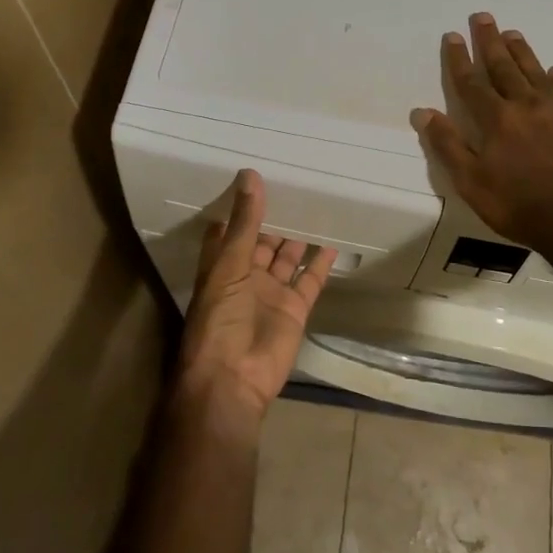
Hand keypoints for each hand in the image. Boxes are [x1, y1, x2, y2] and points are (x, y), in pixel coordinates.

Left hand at [178, 170, 337, 426]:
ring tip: (316, 208)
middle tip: (295, 188)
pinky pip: (310, 280)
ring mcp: (271, 293)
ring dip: (298, 238)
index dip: (239, 209)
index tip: (254, 179)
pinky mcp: (295, 309)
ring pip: (287, 259)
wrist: (234, 378)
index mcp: (222, 266)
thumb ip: (245, 222)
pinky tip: (332, 242)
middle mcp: (246, 277)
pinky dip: (321, 264)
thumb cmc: (220, 318)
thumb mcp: (230, 265)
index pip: (229, 231)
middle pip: (262, 242)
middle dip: (275, 220)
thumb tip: (250, 175)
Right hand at [409, 13, 552, 247]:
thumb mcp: (471, 182)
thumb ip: (448, 145)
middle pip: (504, 67)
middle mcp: (526, 106)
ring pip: (535, 72)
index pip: (472, 82)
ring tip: (512, 33)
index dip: (460, 59)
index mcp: (496, 120)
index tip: (452, 36)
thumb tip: (423, 112)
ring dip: (522, 51)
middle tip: (483, 17)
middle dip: (490, 42)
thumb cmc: (518, 205)